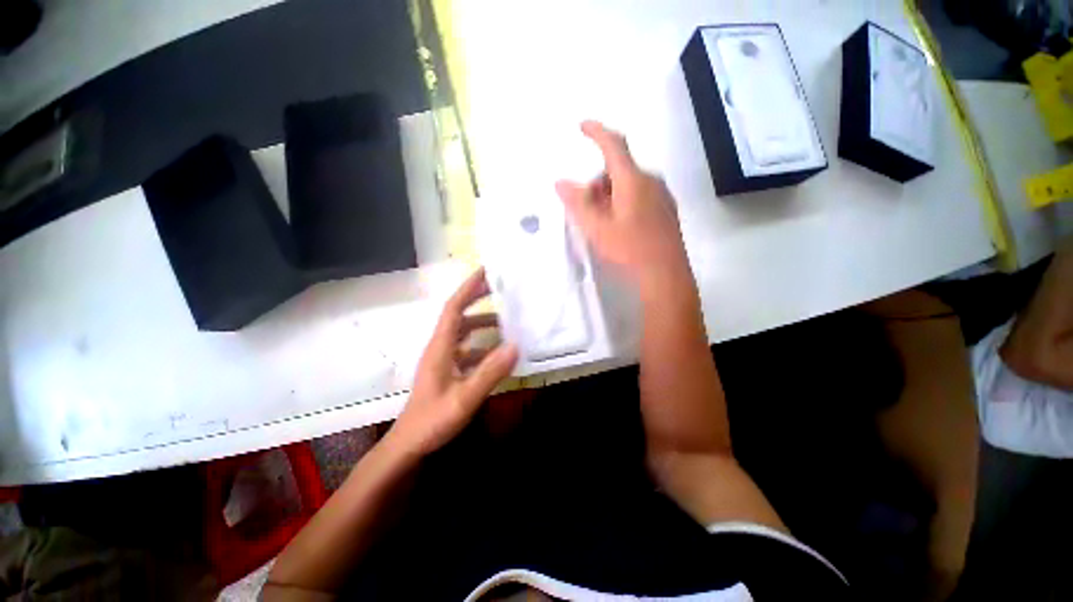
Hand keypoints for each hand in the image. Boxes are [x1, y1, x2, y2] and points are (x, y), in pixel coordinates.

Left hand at [387, 268, 518, 458]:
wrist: (409, 444)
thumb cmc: (433, 420)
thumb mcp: (464, 398)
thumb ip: (489, 373)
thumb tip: (515, 346)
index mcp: (441, 347)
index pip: (454, 308)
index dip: (468, 288)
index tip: (485, 272)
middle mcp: (440, 347)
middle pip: (458, 315)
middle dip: (476, 300)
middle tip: (499, 291)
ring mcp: (442, 359)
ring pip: (463, 332)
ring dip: (481, 323)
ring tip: (505, 322)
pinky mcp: (446, 370)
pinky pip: (465, 349)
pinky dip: (481, 345)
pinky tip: (496, 354)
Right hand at [555, 121, 691, 294]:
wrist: (665, 274)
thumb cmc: (629, 250)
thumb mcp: (597, 228)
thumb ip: (578, 204)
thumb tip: (561, 183)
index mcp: (633, 180)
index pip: (614, 146)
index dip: (597, 132)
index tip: (582, 125)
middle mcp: (650, 180)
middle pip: (619, 169)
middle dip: (598, 181)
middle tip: (586, 206)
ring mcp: (661, 194)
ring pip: (629, 182)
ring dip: (610, 193)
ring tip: (601, 220)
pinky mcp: (665, 208)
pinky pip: (640, 193)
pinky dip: (623, 200)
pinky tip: (620, 224)